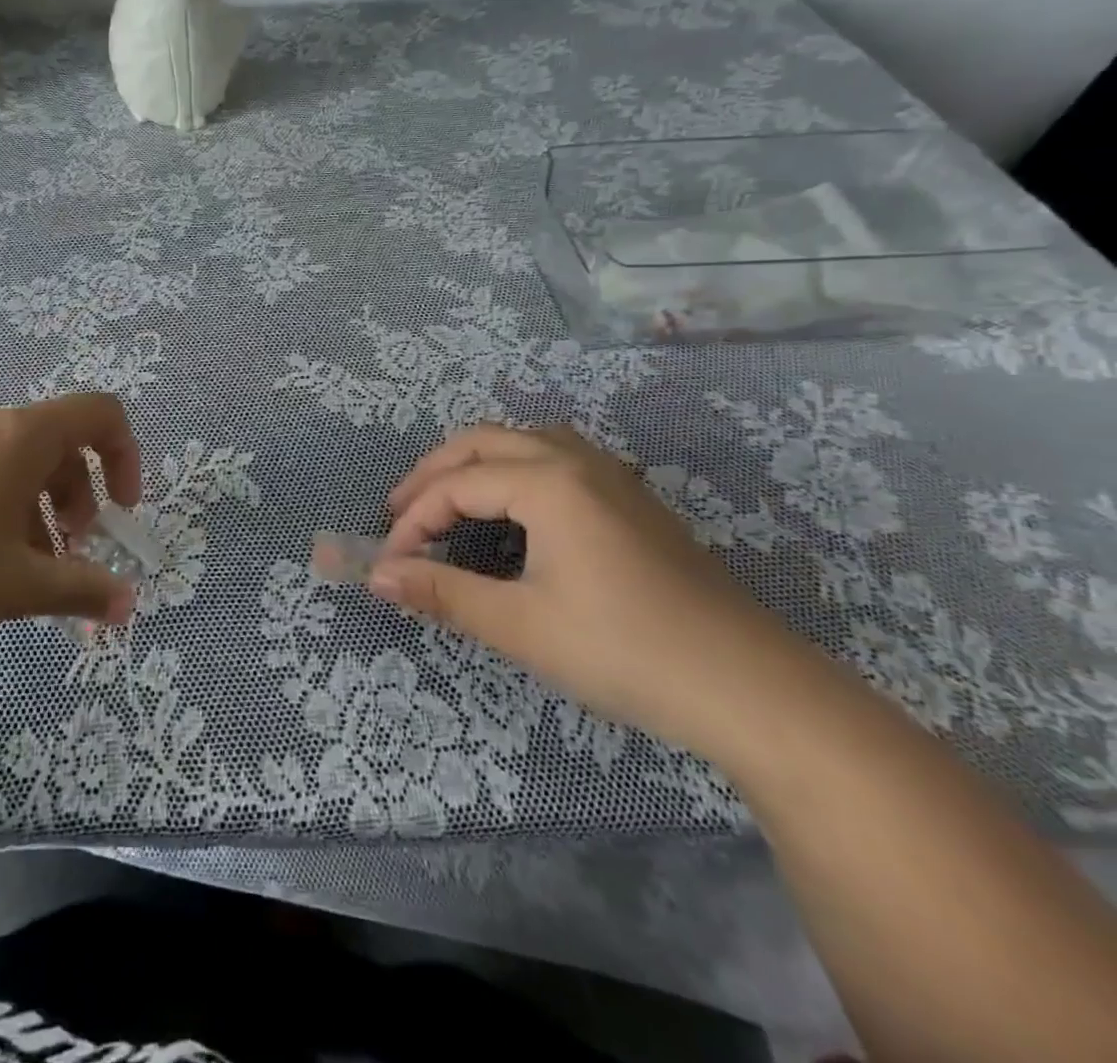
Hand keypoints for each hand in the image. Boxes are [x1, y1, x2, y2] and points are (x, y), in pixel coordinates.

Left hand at [0, 395, 140, 668]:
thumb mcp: (16, 587)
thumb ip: (81, 589)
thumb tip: (128, 605)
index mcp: (20, 436)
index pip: (100, 414)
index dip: (126, 457)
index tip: (121, 512)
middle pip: (58, 444)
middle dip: (78, 498)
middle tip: (68, 556)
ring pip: (15, 462)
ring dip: (38, 510)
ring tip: (22, 571)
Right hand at [375, 423, 813, 755]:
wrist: (754, 691)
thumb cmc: (624, 652)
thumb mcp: (520, 626)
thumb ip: (442, 592)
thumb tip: (377, 575)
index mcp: (548, 482)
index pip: (456, 485)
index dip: (413, 521)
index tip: (390, 563)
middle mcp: (577, 462)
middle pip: (483, 442)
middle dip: (433, 474)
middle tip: (400, 514)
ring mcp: (613, 478)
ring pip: (524, 441)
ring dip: (475, 463)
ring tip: (449, 501)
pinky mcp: (635, 502)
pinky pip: (556, 459)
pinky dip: (514, 470)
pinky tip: (516, 510)